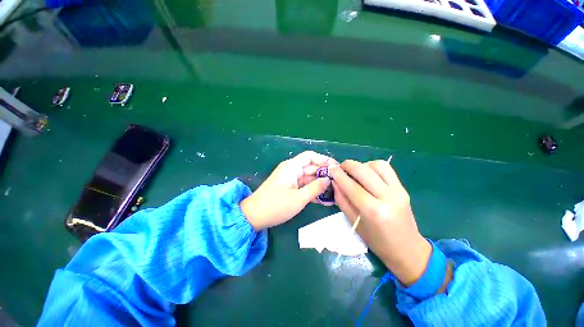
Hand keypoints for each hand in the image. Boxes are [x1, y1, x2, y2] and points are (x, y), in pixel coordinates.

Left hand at [241, 151, 336, 230]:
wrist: (253, 216)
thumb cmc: (276, 206)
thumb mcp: (298, 198)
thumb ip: (315, 188)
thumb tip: (328, 179)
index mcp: (292, 167)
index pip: (310, 156)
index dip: (323, 159)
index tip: (336, 167)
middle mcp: (291, 170)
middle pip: (311, 167)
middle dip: (324, 173)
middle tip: (339, 182)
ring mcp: (290, 179)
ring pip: (308, 177)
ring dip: (320, 183)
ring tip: (335, 191)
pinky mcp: (289, 188)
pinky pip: (303, 186)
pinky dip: (312, 190)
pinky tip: (324, 198)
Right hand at [329, 159, 431, 285]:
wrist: (407, 249)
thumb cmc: (377, 241)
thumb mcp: (354, 222)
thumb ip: (342, 200)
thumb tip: (334, 182)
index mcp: (374, 211)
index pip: (352, 186)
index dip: (339, 175)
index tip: (330, 168)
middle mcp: (388, 197)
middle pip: (364, 171)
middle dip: (348, 165)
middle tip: (339, 167)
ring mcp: (399, 191)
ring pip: (377, 165)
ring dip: (362, 164)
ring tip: (354, 172)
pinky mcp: (403, 188)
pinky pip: (387, 169)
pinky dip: (373, 166)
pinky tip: (367, 173)